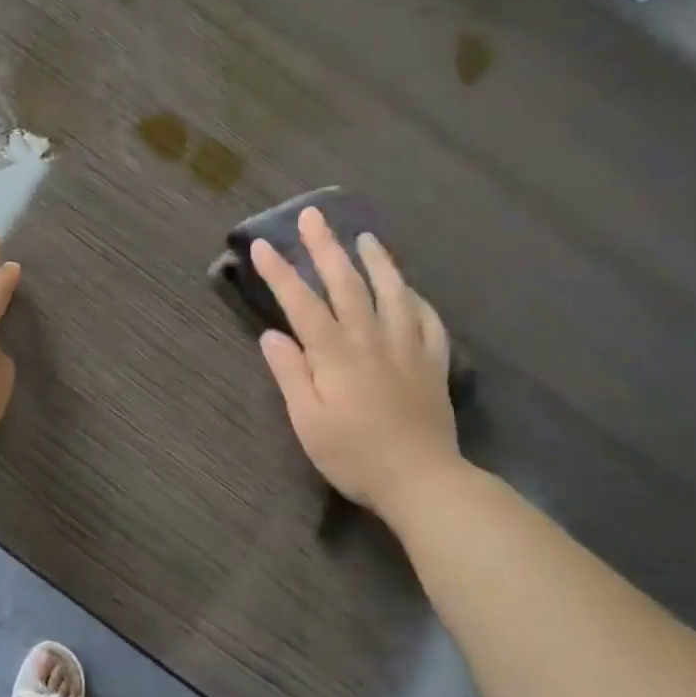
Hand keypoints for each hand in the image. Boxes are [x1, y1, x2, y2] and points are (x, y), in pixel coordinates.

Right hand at [251, 207, 461, 516]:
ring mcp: (408, 347)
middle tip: (313, 216)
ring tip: (365, 237)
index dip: (280, 272)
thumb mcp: (308, 422)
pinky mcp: (433, 363)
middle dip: (326, 247)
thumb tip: (272, 335)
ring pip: (393, 291)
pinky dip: (418, 299)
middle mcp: (371, 339)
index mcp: (335, 354)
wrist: (422, 480)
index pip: (302, 303)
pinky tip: (411, 290)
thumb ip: (290, 374)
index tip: (261, 245)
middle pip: (347, 283)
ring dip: (377, 260)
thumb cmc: (354, 455)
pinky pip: (429, 320)